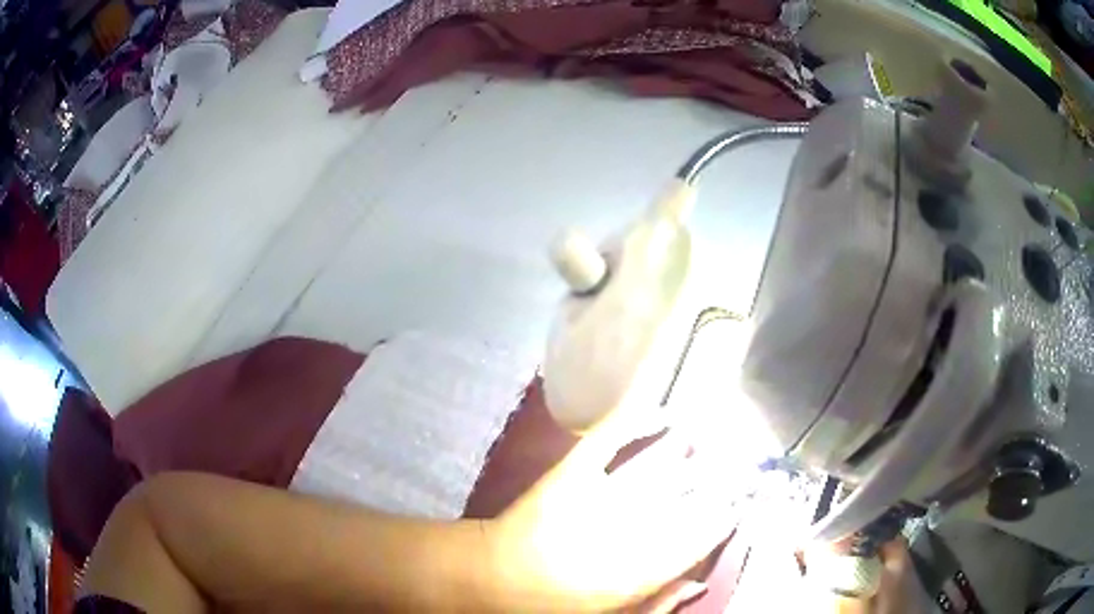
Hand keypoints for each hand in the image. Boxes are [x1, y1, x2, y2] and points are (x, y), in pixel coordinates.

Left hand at [485, 405, 738, 611]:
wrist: (492, 577)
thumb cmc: (552, 605)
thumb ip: (658, 604)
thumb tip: (700, 584)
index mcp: (642, 568)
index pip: (702, 536)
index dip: (726, 517)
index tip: (741, 504)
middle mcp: (632, 526)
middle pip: (690, 496)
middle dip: (721, 481)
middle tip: (738, 470)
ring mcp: (602, 492)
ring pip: (662, 466)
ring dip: (690, 452)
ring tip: (709, 443)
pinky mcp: (573, 471)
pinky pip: (612, 437)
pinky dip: (639, 419)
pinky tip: (664, 412)